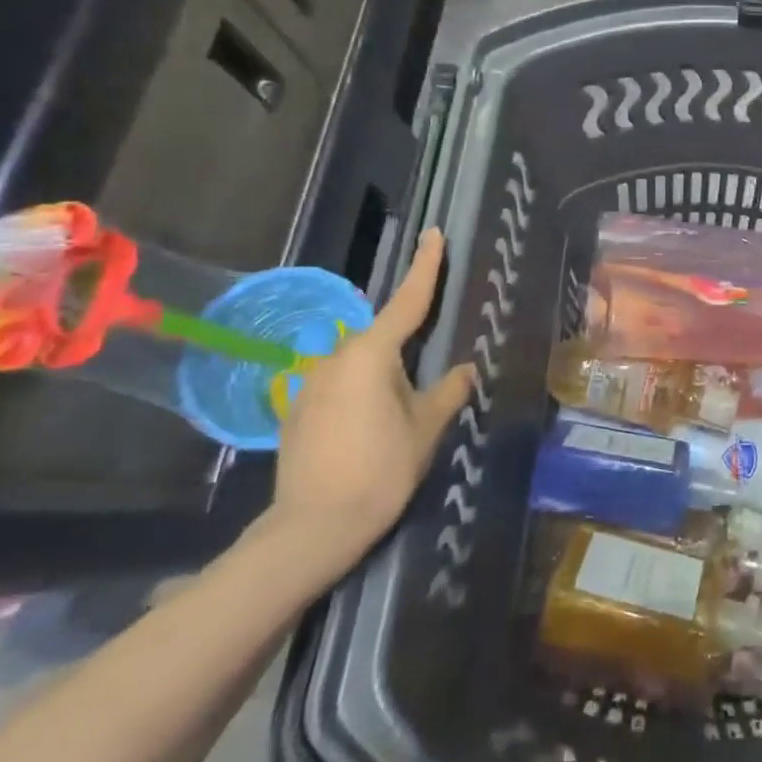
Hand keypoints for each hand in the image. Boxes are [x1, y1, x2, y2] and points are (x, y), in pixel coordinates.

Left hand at [263, 228, 474, 580]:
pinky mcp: (296, 409)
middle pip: (381, 336)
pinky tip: (368, 429)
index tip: (433, 234)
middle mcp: (335, 358)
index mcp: (371, 355)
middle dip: (405, 349)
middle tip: (424, 382)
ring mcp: (310, 383)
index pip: (407, 301)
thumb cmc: (380, 470)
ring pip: (359, 364)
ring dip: (382, 376)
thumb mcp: (426, 428)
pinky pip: (339, 385)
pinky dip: (360, 393)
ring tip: (397, 416)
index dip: (425, 266)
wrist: (313, 527)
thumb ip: (448, 391)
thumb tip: (464, 370)